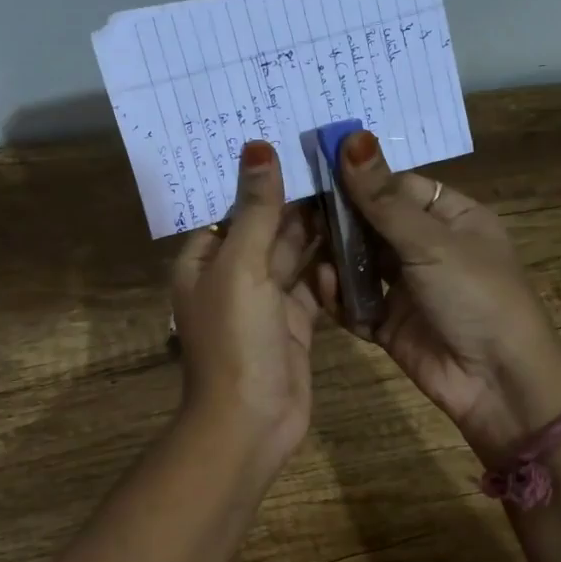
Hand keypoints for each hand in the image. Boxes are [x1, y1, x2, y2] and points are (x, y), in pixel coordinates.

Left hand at [171, 141, 322, 484]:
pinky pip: (312, 283)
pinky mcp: (293, 322)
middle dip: (294, 198)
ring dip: (317, 227)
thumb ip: (255, 209)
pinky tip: (356, 235)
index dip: (259, 177)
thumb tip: (257, 146)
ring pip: (292, 254)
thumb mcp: (241, 267)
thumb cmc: (235, 339)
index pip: (231, 207)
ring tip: (352, 186)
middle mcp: (231, 276)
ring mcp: (264, 301)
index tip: (294, 140)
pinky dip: (330, 264)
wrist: (251, 422)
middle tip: (336, 157)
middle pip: (264, 227)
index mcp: (204, 260)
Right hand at [319, 130, 560, 460]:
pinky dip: (340, 297)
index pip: (397, 186)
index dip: (360, 178)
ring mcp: (407, 287)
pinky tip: (326, 287)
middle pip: (373, 224)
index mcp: (452, 217)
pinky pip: (356, 302)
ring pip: (360, 263)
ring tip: (304, 249)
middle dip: (340, 220)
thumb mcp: (431, 242)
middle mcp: (428, 248)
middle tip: (296, 210)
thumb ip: (383, 198)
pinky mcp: (389, 323)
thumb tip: (351, 138)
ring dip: (336, 258)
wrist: (496, 382)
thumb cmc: (476, 295)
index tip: (314, 168)